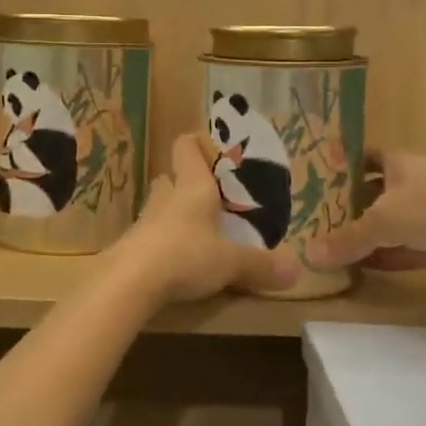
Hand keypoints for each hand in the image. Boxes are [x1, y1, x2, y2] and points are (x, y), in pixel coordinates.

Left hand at [110, 135, 299, 305]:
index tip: (215, 152)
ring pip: (161, 205)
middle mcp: (167, 196)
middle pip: (172, 177)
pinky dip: (165, 240)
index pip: (186, 146)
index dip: (198, 143)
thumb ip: (261, 264)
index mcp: (193, 186)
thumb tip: (296, 270)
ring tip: (199, 230)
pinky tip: (178, 259)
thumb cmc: (186, 255)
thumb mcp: (231, 262)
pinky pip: (152, 233)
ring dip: (175, 212)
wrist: (130, 281)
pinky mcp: (133, 245)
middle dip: (187, 183)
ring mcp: (145, 219)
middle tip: (211, 199)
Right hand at [304, 151, 425, 271]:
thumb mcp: (382, 222)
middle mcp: (414, 182)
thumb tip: (308, 255)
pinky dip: (392, 256)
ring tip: (339, 248)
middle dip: (353, 206)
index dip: (344, 167)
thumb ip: (347, 240)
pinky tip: (371, 269)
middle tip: (322, 221)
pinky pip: (412, 247)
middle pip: (377, 191)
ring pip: (395, 221)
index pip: (364, 158)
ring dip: (372, 234)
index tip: (321, 181)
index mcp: (397, 163)